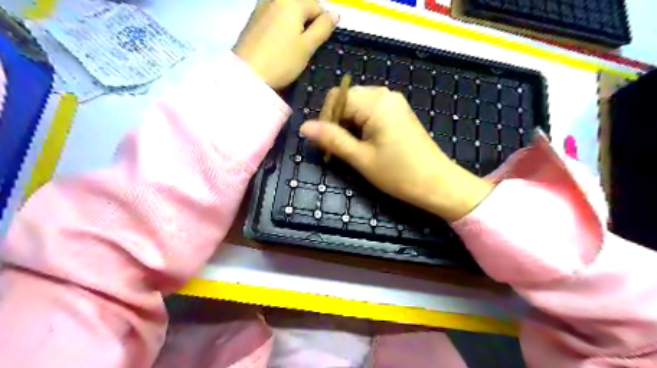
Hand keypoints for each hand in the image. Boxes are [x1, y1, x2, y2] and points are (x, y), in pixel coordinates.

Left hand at [234, 0, 337, 90]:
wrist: (247, 75)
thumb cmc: (281, 61)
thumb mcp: (307, 47)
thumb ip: (323, 28)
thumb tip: (335, 13)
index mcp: (292, 1)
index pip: (318, 7)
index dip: (322, 27)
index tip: (316, 46)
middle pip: (301, 7)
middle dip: (307, 25)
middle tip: (303, 48)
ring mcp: (261, 7)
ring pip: (287, 13)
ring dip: (294, 27)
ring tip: (290, 48)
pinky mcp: (253, 19)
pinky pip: (274, 18)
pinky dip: (280, 28)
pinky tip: (277, 45)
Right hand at [299, 86, 489, 220]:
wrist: (437, 183)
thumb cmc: (399, 173)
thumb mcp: (361, 158)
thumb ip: (332, 139)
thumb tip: (304, 127)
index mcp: (375, 102)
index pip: (336, 98)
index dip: (325, 119)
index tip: (325, 144)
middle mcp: (385, 95)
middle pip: (347, 99)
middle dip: (336, 121)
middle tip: (336, 149)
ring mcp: (394, 103)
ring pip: (358, 106)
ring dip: (348, 125)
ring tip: (350, 149)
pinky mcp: (398, 113)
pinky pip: (371, 111)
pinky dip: (361, 125)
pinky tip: (364, 143)